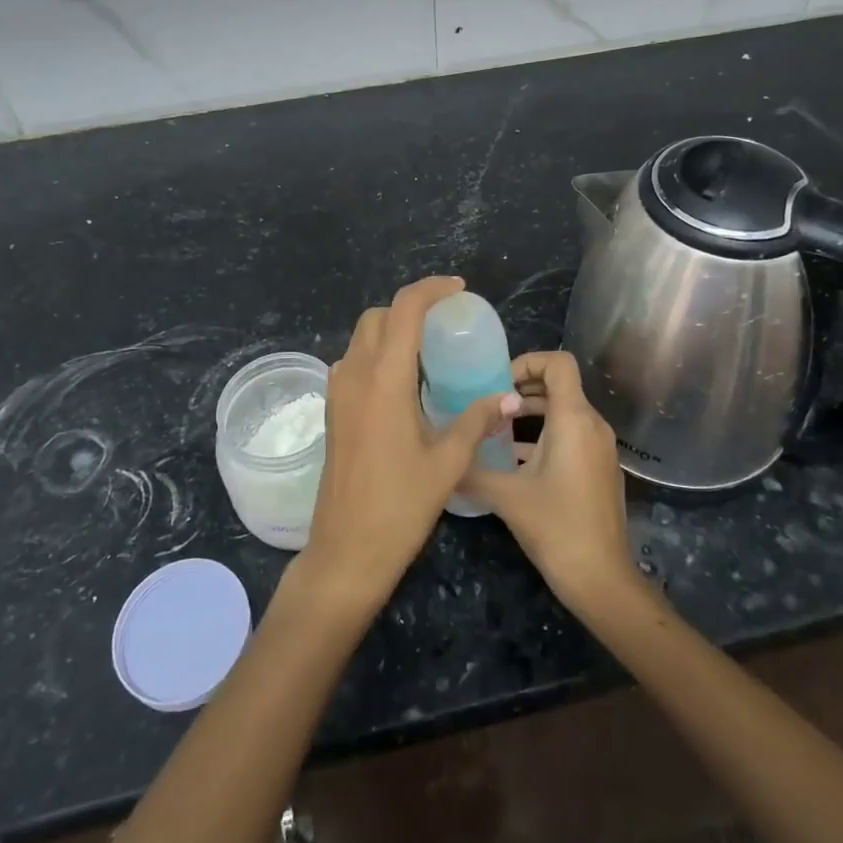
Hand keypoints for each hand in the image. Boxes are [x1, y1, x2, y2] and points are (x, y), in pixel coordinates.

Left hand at [297, 277, 516, 615]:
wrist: (345, 552)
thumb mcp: (447, 462)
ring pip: (362, 338)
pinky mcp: (334, 410)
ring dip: (392, 331)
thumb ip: (477, 420)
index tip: (458, 290)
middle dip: (411, 308)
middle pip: (378, 317)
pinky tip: (406, 384)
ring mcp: (338, 392)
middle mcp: (355, 374)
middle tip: (447, 324)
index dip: (430, 290)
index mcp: (384, 379)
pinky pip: (355, 362)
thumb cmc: (399, 507)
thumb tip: (508, 396)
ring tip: (430, 353)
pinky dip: (379, 355)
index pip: (404, 309)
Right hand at [462, 351, 638, 616]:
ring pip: (565, 411)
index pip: (559, 362)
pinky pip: (572, 434)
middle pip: (560, 384)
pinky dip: (545, 434)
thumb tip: (441, 457)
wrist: (602, 580)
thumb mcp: (506, 495)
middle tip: (488, 402)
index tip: (498, 382)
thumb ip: (471, 470)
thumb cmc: (556, 527)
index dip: (528, 361)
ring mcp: (600, 448)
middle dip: (523, 386)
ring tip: (496, 429)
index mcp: (573, 419)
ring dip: (532, 412)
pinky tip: (515, 460)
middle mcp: (593, 425)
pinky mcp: (600, 468)